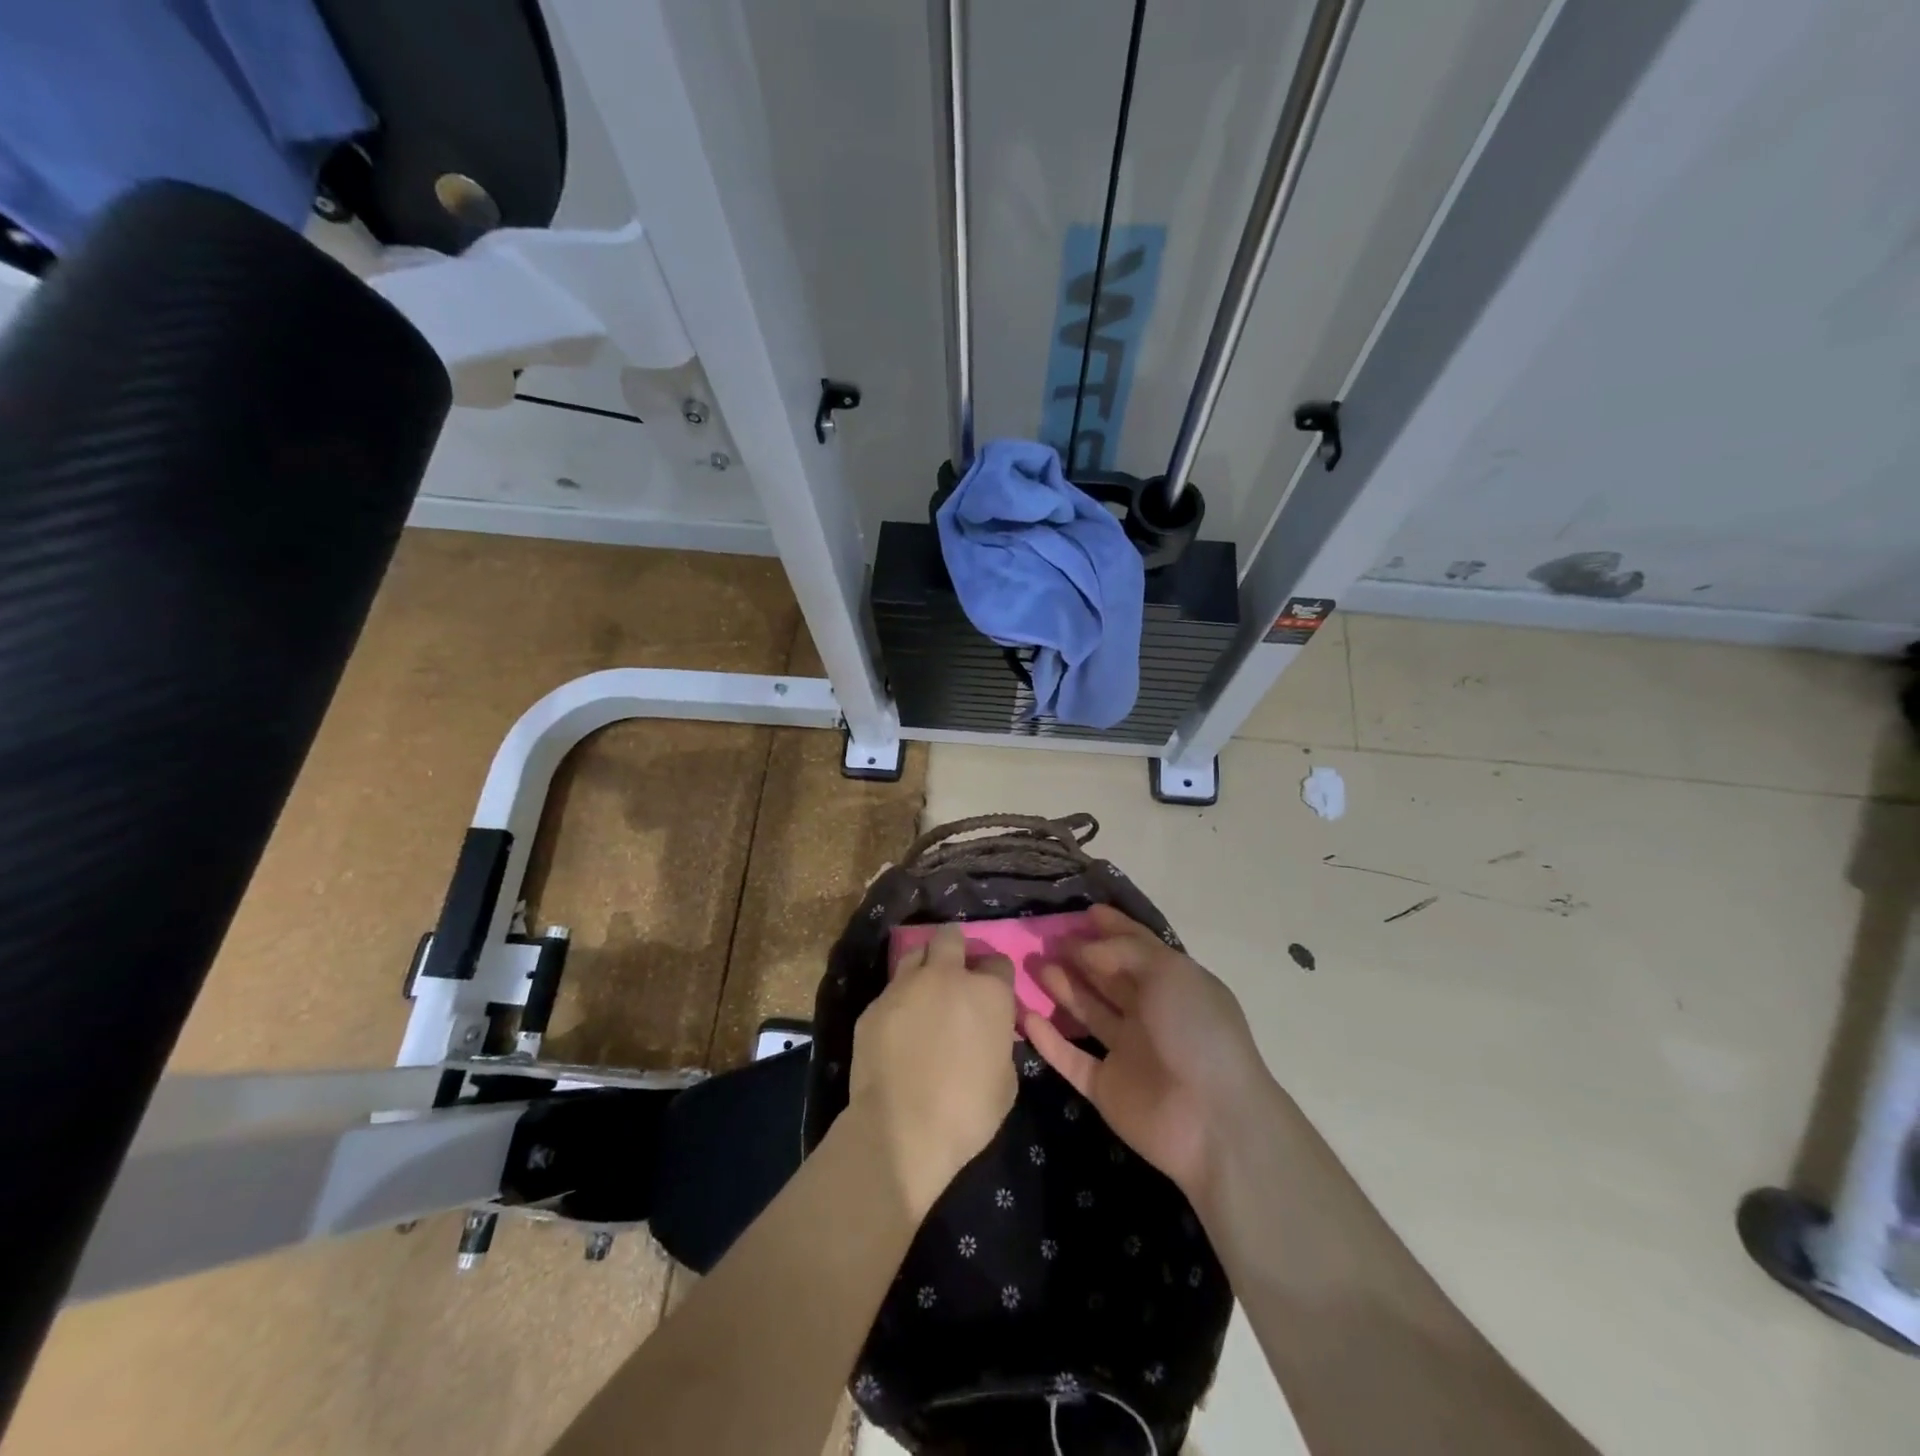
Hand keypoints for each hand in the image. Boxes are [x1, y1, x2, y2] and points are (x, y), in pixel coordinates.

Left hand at [848, 924, 1017, 1218]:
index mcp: (988, 992)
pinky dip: (899, 1001)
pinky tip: (898, 1027)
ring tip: (923, 994)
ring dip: (924, 967)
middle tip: (955, 976)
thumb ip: (999, 1043)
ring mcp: (905, 986)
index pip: (998, 962)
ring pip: (915, 954)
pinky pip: (891, 990)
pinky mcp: (874, 1004)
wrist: (900, 1129)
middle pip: (951, 937)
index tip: (992, 995)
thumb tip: (989, 1035)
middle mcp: (947, 976)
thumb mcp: (1006, 1080)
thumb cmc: (966, 1111)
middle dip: (955, 949)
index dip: (996, 978)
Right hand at [1023, 905, 1274, 1202]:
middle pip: (1107, 977)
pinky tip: (1025, 1015)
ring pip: (1086, 1012)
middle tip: (1045, 938)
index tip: (1083, 912)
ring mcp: (1127, 1052)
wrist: (1213, 1121)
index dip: (1113, 928)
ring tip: (1031, 965)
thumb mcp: (1168, 972)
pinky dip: (1048, 1038)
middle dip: (1079, 955)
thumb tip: (1084, 947)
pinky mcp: (1105, 1087)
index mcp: (1173, 985)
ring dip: (1060, 988)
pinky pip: (1070, 1057)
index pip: (1138, 948)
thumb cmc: (1196, 1032)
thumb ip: (1123, 951)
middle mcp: (1150, 1014)